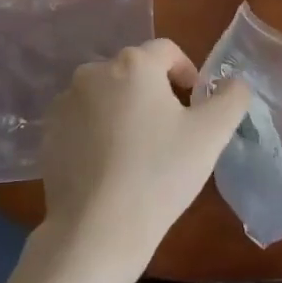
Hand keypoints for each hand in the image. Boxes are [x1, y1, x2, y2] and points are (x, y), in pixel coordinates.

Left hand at [38, 39, 251, 271]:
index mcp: (133, 64)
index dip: (188, 74)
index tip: (196, 107)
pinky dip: (99, 133)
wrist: (96, 230)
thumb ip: (232, 98)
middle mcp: (93, 72)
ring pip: (107, 96)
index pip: (167, 51)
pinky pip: (83, 121)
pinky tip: (110, 167)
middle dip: (155, 94)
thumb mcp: (212, 134)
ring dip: (125, 111)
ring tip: (139, 152)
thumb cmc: (159, 174)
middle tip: (171, 134)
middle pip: (135, 73)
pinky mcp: (48, 133)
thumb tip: (233, 83)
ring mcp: (64, 103)